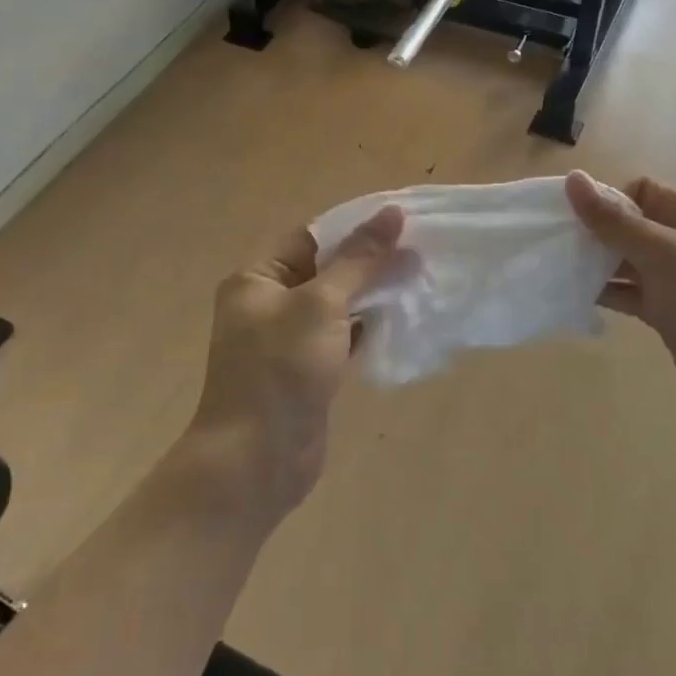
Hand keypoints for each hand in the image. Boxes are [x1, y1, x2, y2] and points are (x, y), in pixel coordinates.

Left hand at [189, 207, 407, 520]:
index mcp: (257, 278)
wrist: (256, 461)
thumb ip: (359, 260)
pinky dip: (368, 327)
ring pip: (337, 305)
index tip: (400, 222)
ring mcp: (288, 340)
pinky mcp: (307, 370)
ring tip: (418, 279)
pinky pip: (341, 336)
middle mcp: (268, 303)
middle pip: (326, 269)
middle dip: (369, 262)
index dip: (354, 228)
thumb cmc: (281, 370)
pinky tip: (401, 319)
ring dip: (372, 294)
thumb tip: (392, 213)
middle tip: (419, 251)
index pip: (311, 237)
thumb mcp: (321, 304)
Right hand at [566, 172, 675, 455]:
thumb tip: (573, 178)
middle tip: (552, 246)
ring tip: (554, 270)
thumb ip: (616, 221)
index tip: (573, 220)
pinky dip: (604, 294)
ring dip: (594, 265)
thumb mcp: (666, 256)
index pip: (641, 191)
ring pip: (625, 263)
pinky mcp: (668, 317)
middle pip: (629, 226)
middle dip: (594, 233)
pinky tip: (573, 297)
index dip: (607, 199)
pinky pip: (629, 295)